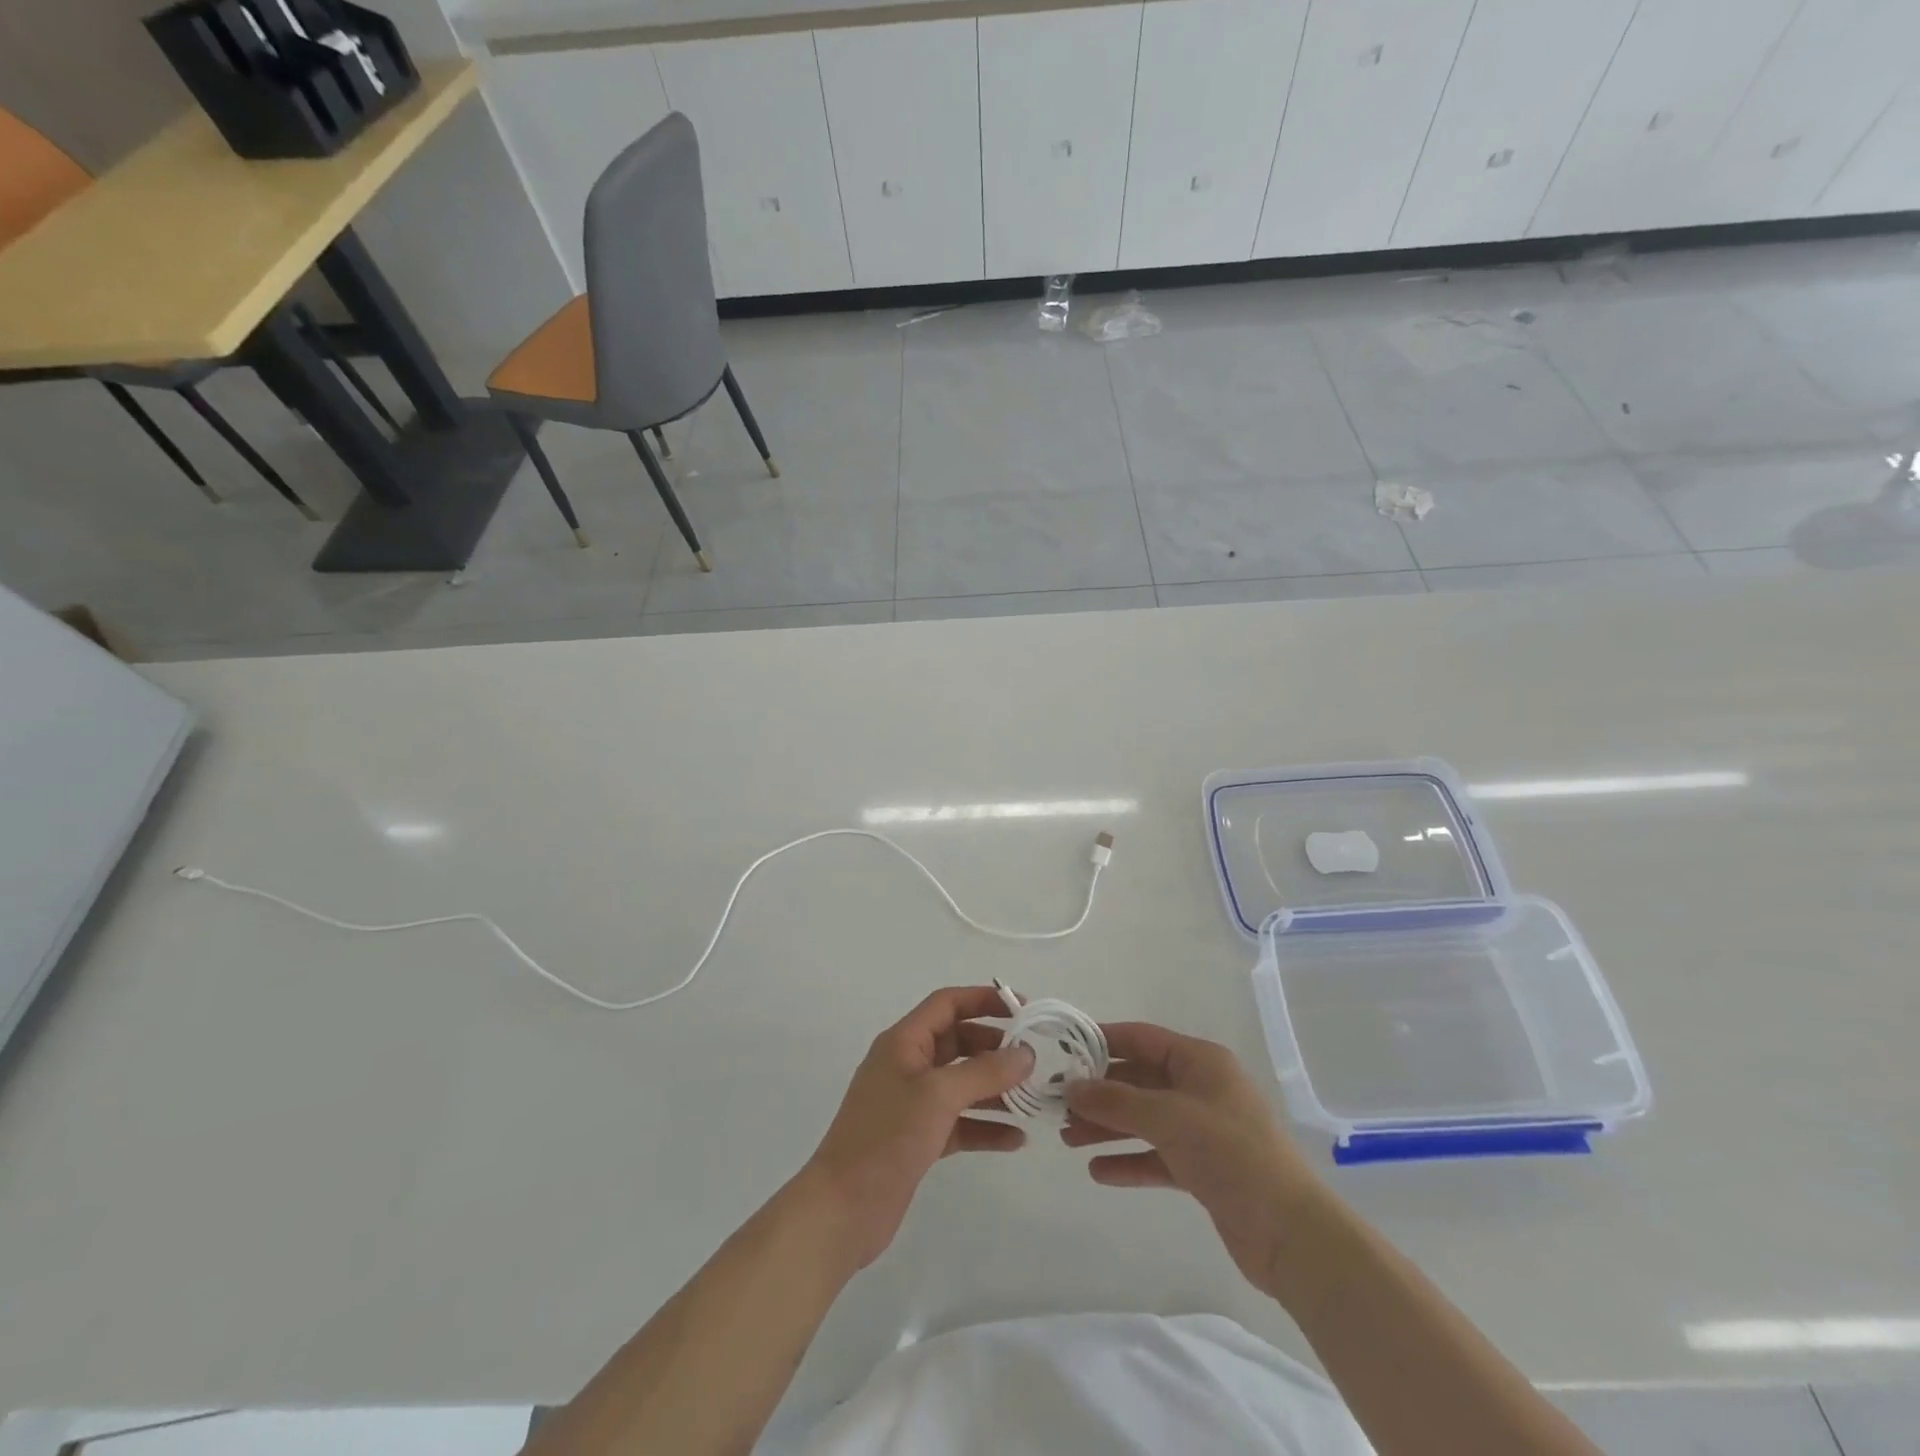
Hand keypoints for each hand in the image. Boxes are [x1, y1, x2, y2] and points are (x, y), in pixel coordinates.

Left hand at [803, 986, 1035, 1268]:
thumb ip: (985, 1071)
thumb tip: (1026, 1054)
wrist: (842, 1208)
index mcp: (904, 1042)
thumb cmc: (887, 1137)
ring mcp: (912, 1104)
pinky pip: (959, 1122)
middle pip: (958, 1042)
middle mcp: (908, 1065)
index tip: (1023, 1008)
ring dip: (995, 1089)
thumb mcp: (938, 1095)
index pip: (947, 1004)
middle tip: (1033, 1061)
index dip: (984, 1000)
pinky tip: (1017, 1139)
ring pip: (962, 1084)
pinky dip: (985, 1126)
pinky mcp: (918, 1138)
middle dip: (995, 1048)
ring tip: (1033, 1099)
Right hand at [1062, 1022, 1321, 1291]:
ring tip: (1067, 1139)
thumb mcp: (1168, 1118)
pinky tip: (1098, 1171)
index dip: (1103, 1041)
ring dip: (1108, 1127)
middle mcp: (1201, 1088)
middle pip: (1139, 1080)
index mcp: (1200, 1061)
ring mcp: (1203, 1130)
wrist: (1292, 1234)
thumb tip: (1071, 1087)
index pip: (1142, 1038)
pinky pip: (1157, 1155)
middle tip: (1058, 1104)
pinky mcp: (1204, 1169)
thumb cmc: (1231, 1154)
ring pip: (1144, 1119)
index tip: (1064, 1050)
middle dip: (1100, 1092)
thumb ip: (1116, 1101)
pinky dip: (1129, 1161)